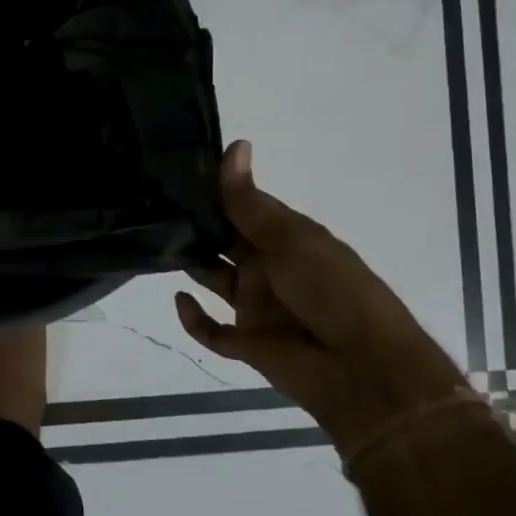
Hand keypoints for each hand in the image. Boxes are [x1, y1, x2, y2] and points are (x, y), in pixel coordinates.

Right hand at [175, 140, 467, 458]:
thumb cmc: (332, 290)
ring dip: (190, 263)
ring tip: (155, 242)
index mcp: (285, 239)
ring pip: (213, 279)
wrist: (364, 370)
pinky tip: (180, 299)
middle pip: (223, 241)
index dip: (214, 192)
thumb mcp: (290, 239)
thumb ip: (250, 202)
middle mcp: (268, 268)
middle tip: (151, 204)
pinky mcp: (247, 343)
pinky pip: (212, 330)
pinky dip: (193, 319)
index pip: (243, 209)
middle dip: (195, 225)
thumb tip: (236, 145)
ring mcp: (256, 306)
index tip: (176, 172)